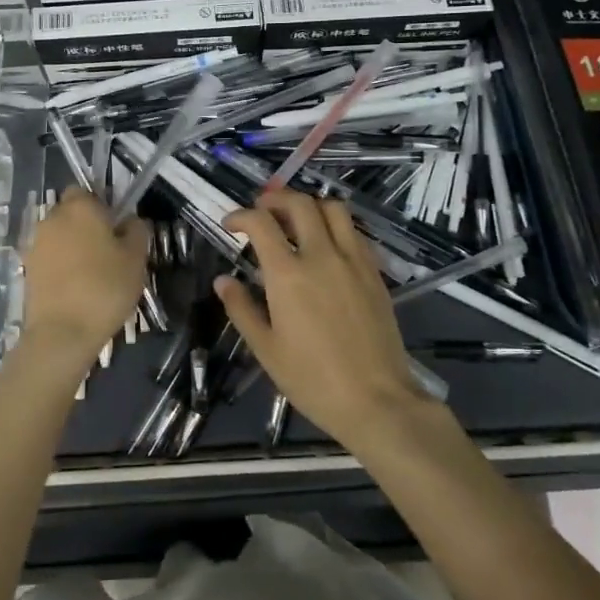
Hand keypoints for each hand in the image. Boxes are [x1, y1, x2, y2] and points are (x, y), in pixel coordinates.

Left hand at [21, 188, 148, 374]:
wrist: (62, 333)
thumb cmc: (105, 288)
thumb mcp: (136, 258)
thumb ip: (136, 230)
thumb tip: (129, 220)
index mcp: (80, 207)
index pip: (87, 190)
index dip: (102, 205)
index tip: (116, 227)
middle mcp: (53, 218)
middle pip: (71, 212)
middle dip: (86, 225)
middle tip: (108, 250)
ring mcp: (36, 244)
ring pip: (59, 235)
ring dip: (73, 246)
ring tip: (93, 273)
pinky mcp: (28, 269)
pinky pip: (50, 257)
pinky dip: (61, 266)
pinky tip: (76, 287)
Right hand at [214, 190, 424, 447]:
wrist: (376, 400)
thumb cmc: (313, 380)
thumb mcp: (267, 349)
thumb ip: (242, 309)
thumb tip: (223, 281)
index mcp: (288, 275)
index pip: (261, 223)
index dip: (241, 215)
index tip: (231, 224)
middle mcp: (321, 255)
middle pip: (299, 203)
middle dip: (275, 199)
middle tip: (262, 211)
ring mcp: (353, 260)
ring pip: (333, 208)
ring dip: (310, 205)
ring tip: (296, 220)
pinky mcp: (374, 271)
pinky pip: (354, 232)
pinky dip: (335, 225)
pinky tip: (326, 245)